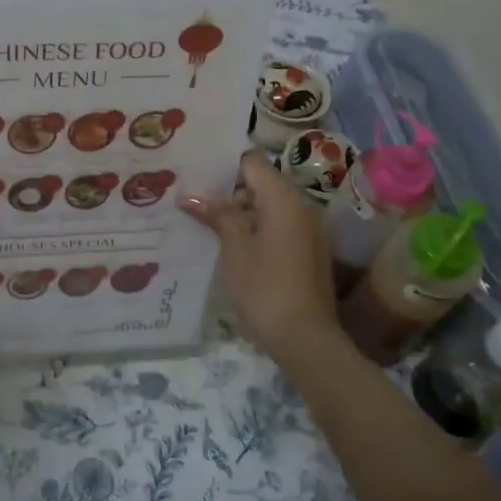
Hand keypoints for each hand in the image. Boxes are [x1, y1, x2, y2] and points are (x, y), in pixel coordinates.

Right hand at [181, 153, 345, 374]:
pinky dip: (258, 230)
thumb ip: (217, 215)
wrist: (306, 338)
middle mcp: (302, 206)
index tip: (197, 176)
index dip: (225, 166)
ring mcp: (309, 229)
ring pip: (270, 207)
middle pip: (261, 183)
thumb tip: (191, 196)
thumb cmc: (265, 287)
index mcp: (283, 198)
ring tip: (209, 227)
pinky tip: (234, 248)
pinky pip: (280, 227)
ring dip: (243, 214)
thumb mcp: (234, 248)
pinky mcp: (310, 251)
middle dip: (230, 192)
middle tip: (196, 204)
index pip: (252, 162)